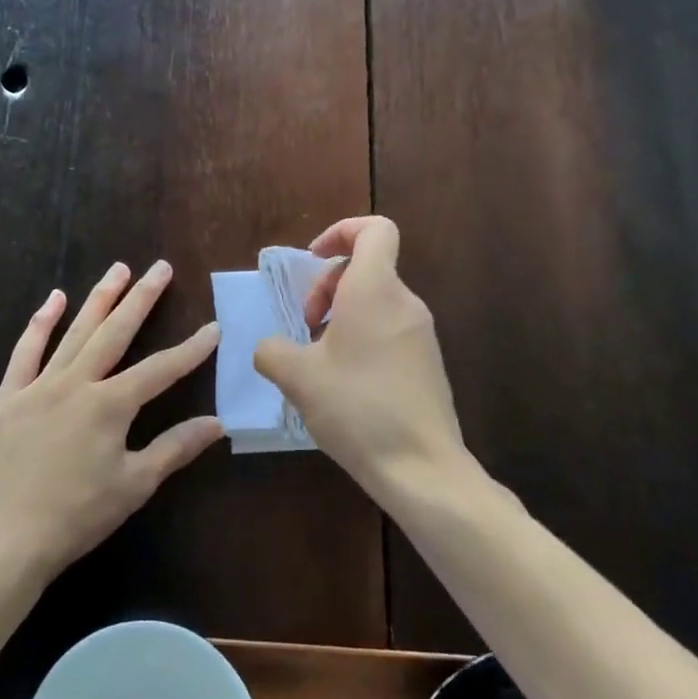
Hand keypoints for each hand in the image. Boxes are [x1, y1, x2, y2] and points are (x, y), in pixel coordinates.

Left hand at [0, 261, 222, 581]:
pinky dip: (40, 324)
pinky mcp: (9, 397)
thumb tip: (217, 423)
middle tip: (160, 268)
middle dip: (142, 299)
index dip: (190, 350)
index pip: (160, 369)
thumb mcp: (135, 485)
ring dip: (99, 299)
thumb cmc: (79, 515)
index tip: (213, 328)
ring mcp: (39, 386)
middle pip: (115, 333)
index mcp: (110, 405)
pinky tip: (54, 299)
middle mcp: (76, 383)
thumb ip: (175, 448)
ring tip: (119, 269)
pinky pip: (25, 352)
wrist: (9, 540)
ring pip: (75, 333)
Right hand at [254, 218, 469, 507]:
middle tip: (306, 327)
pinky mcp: (427, 363)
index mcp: (375, 290)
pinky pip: (388, 330)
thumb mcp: (297, 377)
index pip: (375, 230)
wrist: (422, 469)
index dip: (340, 232)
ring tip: (319, 360)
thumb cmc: (357, 408)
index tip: (312, 260)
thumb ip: (272, 350)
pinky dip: (360, 339)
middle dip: (326, 287)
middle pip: (366, 268)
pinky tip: (343, 383)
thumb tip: (270, 348)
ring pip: (375, 301)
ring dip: (340, 317)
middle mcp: (404, 302)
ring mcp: (421, 334)